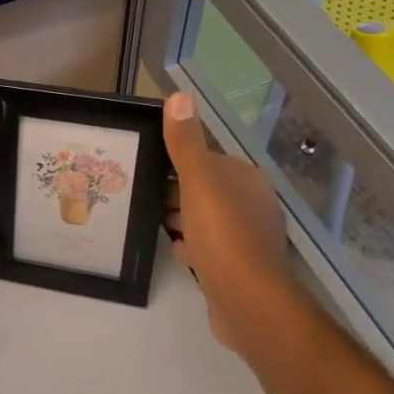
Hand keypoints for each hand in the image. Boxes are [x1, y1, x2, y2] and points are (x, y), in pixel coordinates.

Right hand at [162, 93, 289, 346]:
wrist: (246, 299)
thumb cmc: (221, 234)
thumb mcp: (198, 181)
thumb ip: (186, 142)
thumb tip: (179, 95)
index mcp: (246, 179)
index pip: (207, 160)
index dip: (176, 164)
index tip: (145, 171)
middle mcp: (252, 204)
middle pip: (205, 190)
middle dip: (175, 193)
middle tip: (141, 197)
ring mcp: (247, 238)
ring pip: (206, 219)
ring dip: (181, 219)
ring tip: (151, 221)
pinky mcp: (238, 267)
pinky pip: (209, 247)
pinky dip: (190, 245)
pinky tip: (174, 250)